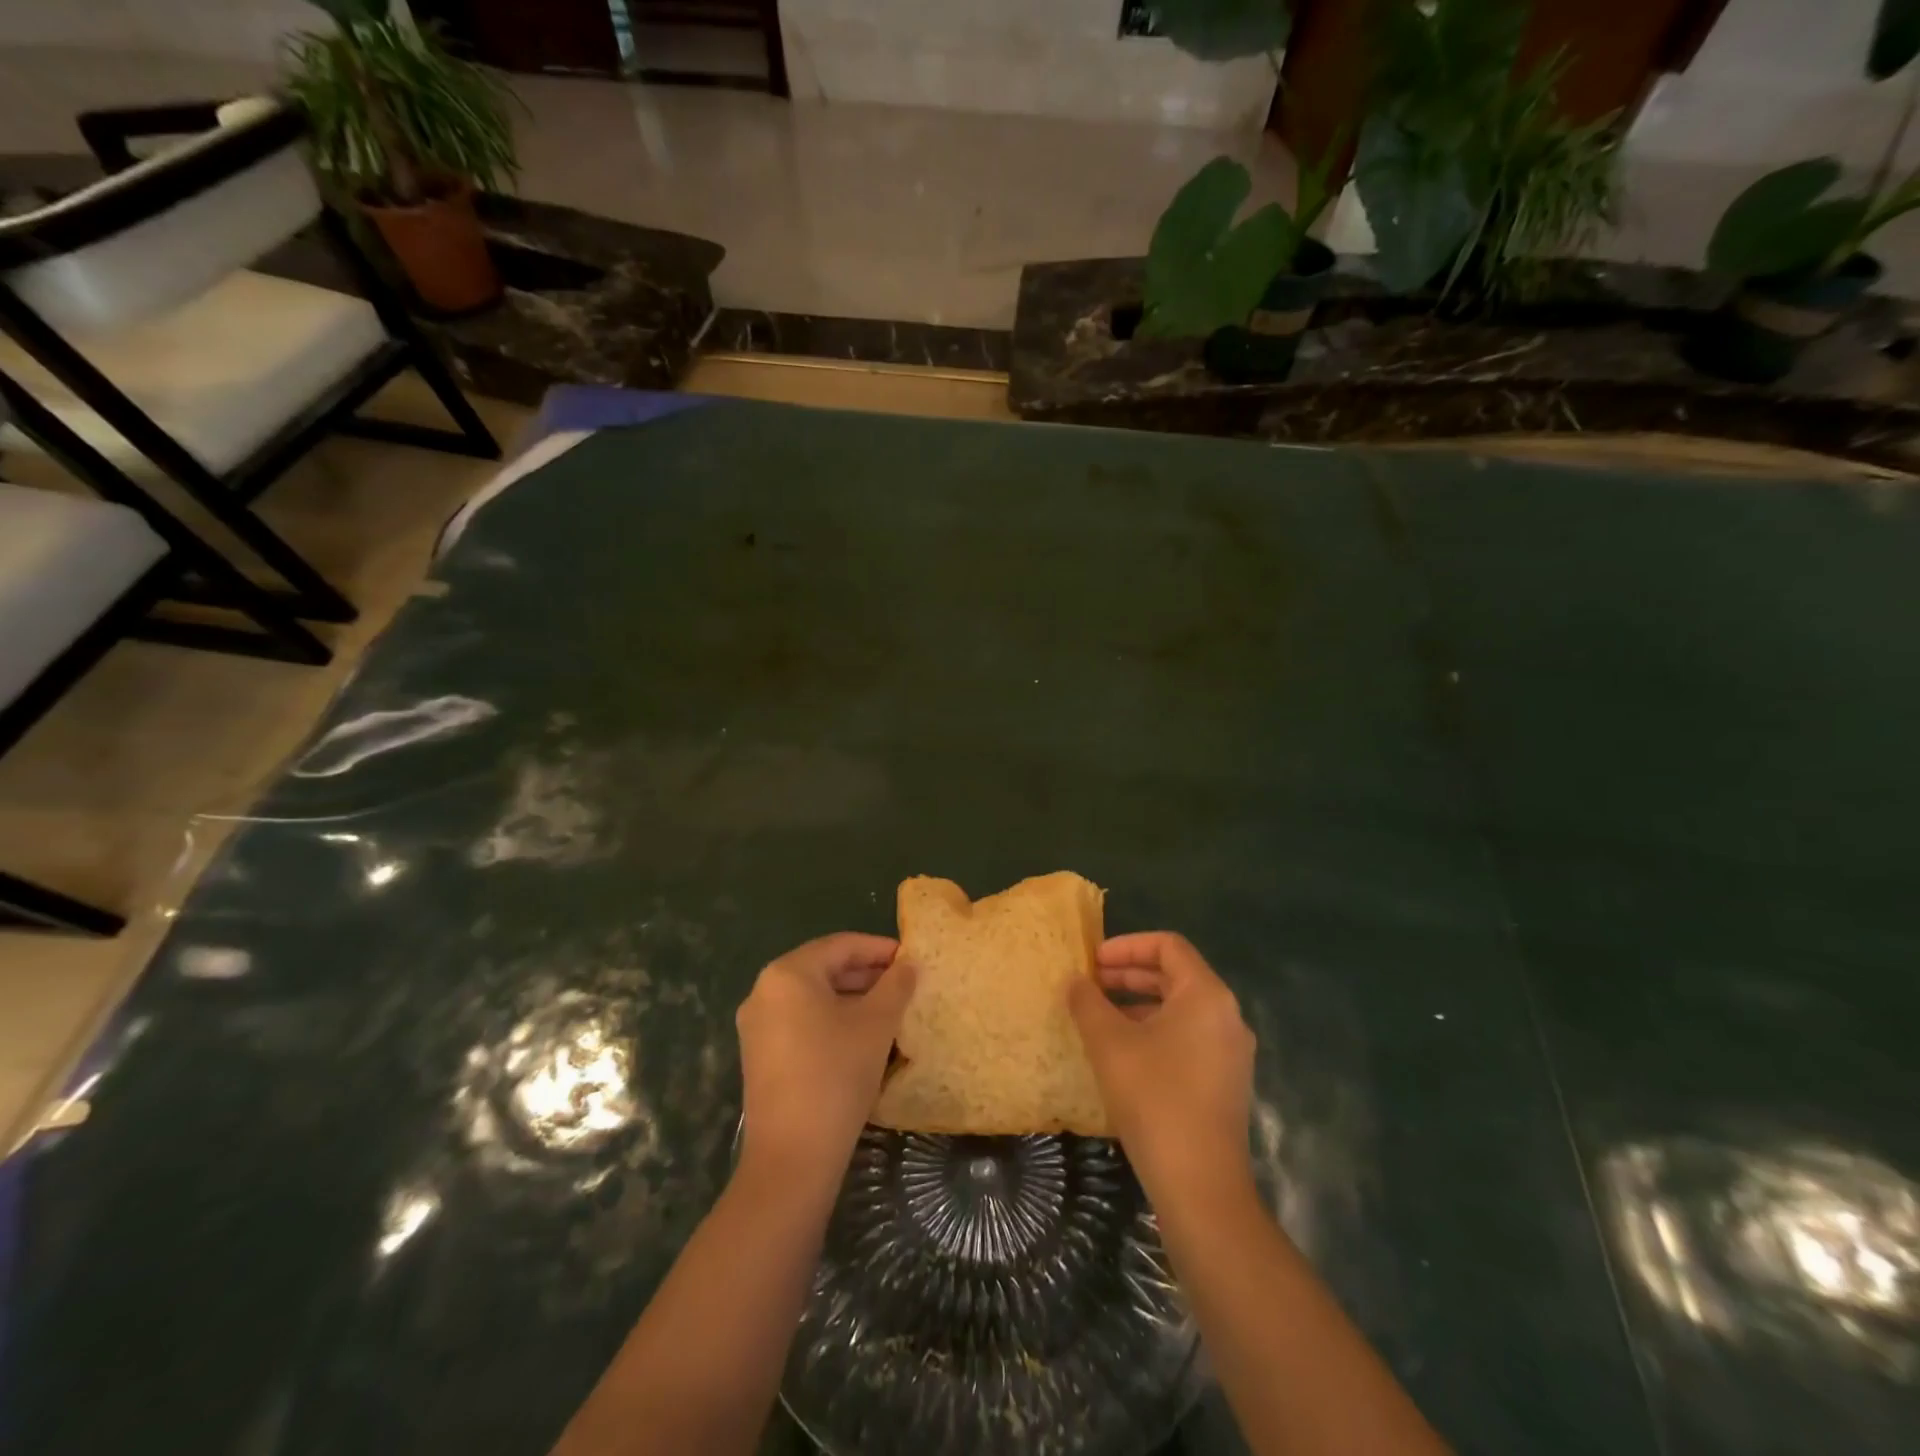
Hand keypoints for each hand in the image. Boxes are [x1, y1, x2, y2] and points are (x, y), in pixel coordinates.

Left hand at [736, 933, 915, 1184]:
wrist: (792, 1158)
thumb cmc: (836, 1075)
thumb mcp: (876, 1024)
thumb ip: (895, 986)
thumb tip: (909, 964)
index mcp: (787, 974)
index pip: (840, 945)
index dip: (879, 948)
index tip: (911, 958)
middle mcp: (764, 991)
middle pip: (824, 969)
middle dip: (866, 974)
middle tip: (905, 983)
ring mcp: (757, 1026)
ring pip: (813, 998)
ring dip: (852, 999)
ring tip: (891, 1009)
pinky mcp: (760, 1056)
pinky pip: (801, 1022)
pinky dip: (832, 1020)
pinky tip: (862, 1037)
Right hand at [1068, 931, 1255, 1198]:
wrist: (1200, 1185)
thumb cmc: (1154, 1098)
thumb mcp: (1109, 1043)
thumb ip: (1088, 1003)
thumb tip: (1075, 981)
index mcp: (1206, 995)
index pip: (1168, 946)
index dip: (1127, 946)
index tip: (1093, 960)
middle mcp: (1226, 1015)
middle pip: (1175, 975)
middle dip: (1129, 974)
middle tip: (1090, 983)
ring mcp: (1230, 1051)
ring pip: (1180, 1008)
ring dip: (1138, 1003)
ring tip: (1099, 1016)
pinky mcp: (1225, 1081)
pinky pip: (1188, 1037)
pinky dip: (1154, 1030)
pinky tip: (1123, 1052)